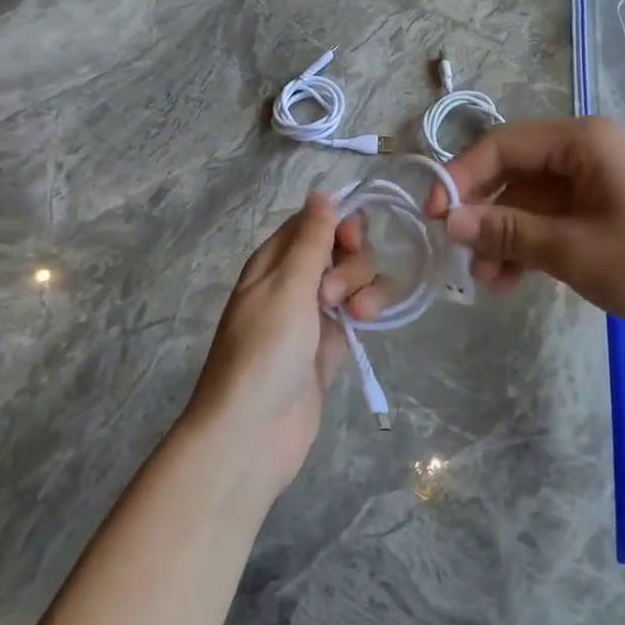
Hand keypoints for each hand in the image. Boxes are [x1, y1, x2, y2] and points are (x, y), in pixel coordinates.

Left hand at [183, 194, 382, 498]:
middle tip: (333, 296)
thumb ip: (311, 239)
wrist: (253, 433)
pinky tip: (369, 321)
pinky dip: (371, 308)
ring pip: (356, 279)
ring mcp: (315, 314)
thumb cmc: (264, 351)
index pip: (313, 222)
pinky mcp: (333, 343)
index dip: (339, 223)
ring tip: (357, 316)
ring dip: (365, 287)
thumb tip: (321, 192)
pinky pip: (362, 310)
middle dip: (351, 263)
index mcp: (273, 262)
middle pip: (341, 249)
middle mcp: (294, 282)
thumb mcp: (287, 286)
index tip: (352, 238)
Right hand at [431, 116, 624, 351]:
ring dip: (502, 235)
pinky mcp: (599, 214)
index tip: (434, 215)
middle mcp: (585, 153)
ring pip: (528, 201)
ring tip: (484, 278)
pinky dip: (527, 246)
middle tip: (457, 251)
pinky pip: (549, 222)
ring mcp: (593, 185)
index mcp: (583, 141)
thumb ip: (508, 231)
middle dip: (484, 212)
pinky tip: (508, 281)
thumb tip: (448, 220)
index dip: (463, 176)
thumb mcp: (572, 249)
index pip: (504, 144)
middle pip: (514, 172)